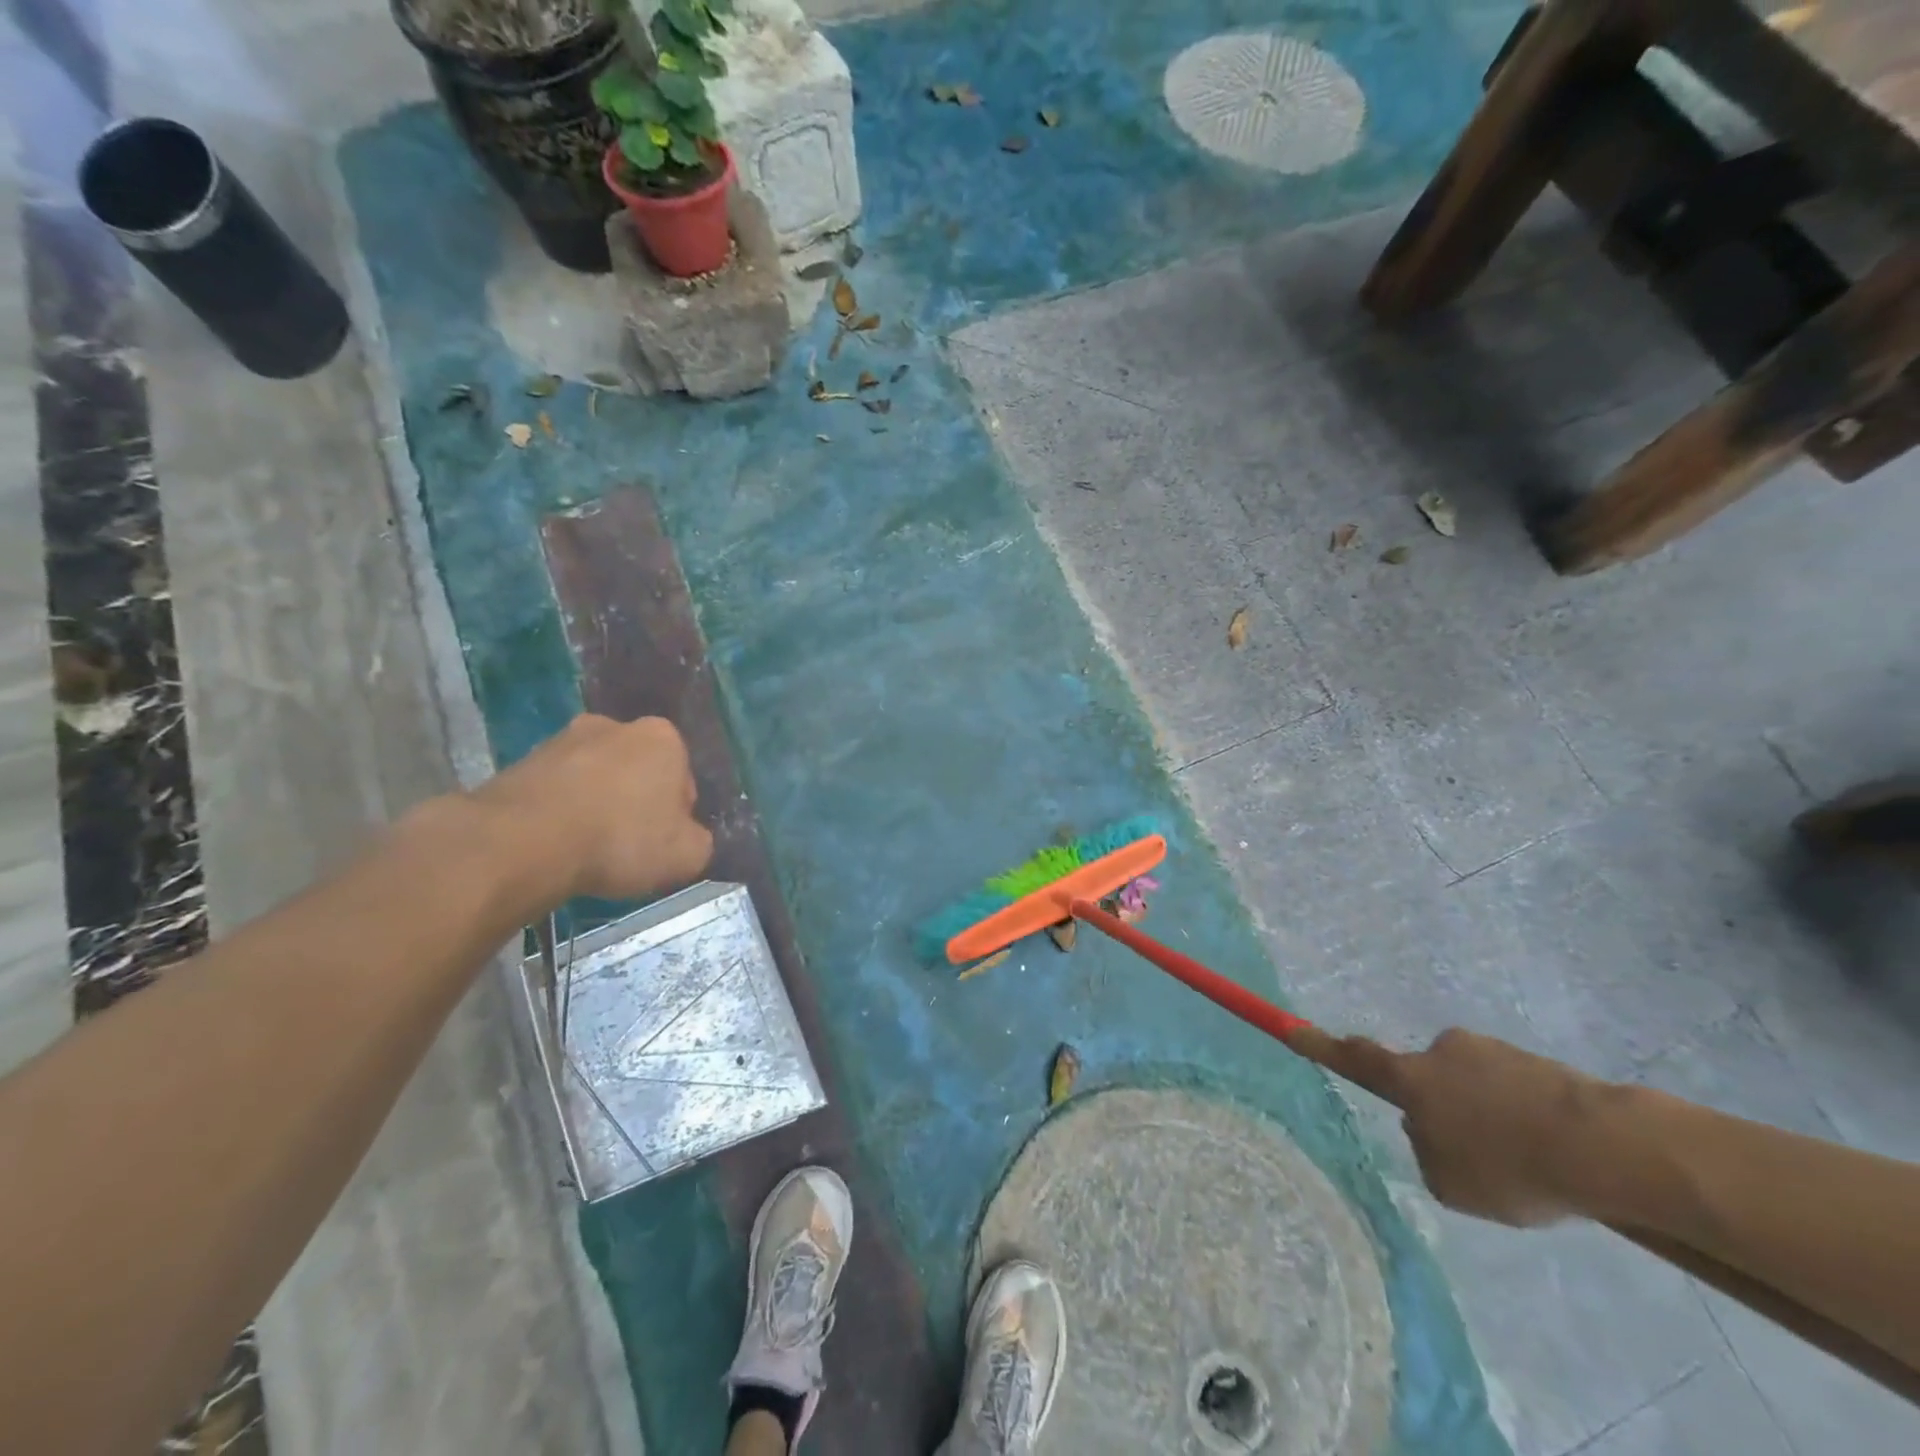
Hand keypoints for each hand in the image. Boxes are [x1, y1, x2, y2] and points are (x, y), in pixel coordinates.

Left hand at [475, 714, 713, 901]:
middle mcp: (616, 725)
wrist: (524, 842)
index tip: (662, 843)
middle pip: (638, 771)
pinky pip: (557, 790)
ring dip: (596, 804)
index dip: (676, 815)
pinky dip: (560, 811)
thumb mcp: (688, 854)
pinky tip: (555, 844)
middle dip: (636, 801)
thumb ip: (699, 841)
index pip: (683, 779)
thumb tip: (687, 838)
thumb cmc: (621, 839)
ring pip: (595, 777)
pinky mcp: (522, 761)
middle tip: (627, 845)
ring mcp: (564, 739)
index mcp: (663, 737)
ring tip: (586, 848)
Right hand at [1295, 1025, 1610, 1226]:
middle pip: (1430, 1078)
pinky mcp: (1537, 1063)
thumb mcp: (1452, 1184)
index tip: (1292, 1028)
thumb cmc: (1510, 1166)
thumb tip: (1434, 1132)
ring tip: (1532, 1165)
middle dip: (1447, 1108)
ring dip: (1492, 1117)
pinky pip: (1517, 1092)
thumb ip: (1428, 1153)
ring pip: (1476, 1087)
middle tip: (1479, 1154)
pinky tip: (1559, 1158)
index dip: (1321, 1045)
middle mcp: (1443, 1052)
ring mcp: (1492, 1051)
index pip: (1356, 1058)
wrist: (1604, 1146)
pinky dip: (1527, 1120)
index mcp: (1412, 1079)